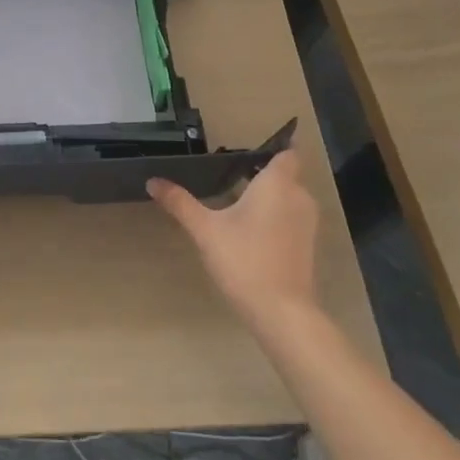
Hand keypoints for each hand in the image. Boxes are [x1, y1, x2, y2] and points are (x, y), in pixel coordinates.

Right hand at [147, 151, 320, 330]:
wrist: (281, 311)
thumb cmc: (244, 259)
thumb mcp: (205, 229)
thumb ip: (180, 202)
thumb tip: (152, 181)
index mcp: (277, 184)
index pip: (286, 153)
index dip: (272, 148)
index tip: (247, 152)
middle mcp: (298, 197)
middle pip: (285, 175)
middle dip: (261, 175)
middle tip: (228, 177)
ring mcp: (307, 223)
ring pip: (288, 197)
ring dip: (267, 197)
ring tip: (234, 202)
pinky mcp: (307, 244)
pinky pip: (290, 217)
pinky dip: (273, 217)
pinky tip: (248, 230)